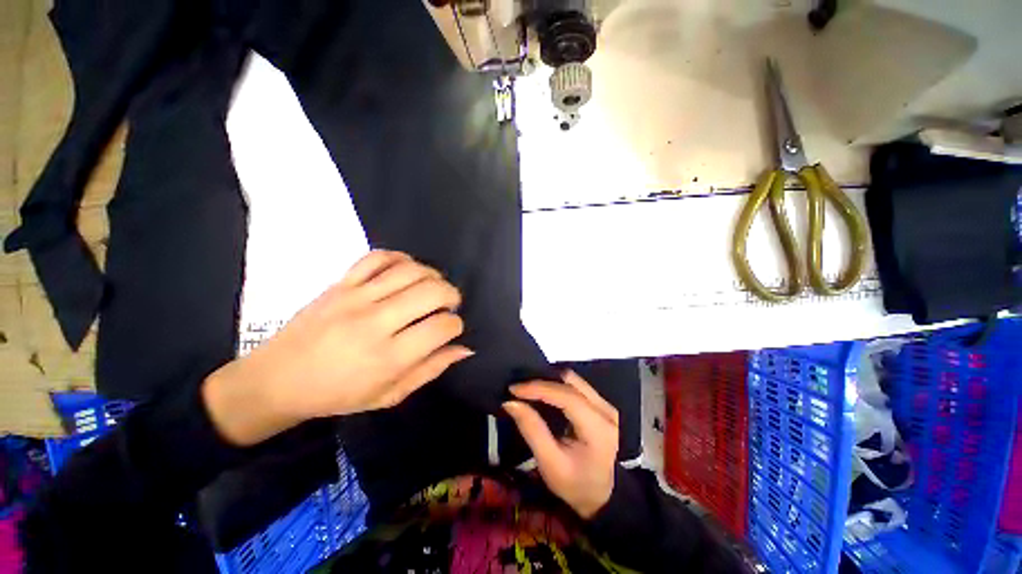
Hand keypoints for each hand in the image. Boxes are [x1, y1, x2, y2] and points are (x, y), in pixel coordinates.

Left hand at [204, 250, 472, 445]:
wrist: (277, 380)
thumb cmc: (338, 395)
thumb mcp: (390, 395)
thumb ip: (430, 370)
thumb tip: (464, 348)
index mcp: (388, 358)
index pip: (441, 327)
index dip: (456, 325)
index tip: (451, 329)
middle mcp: (375, 323)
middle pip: (432, 292)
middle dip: (452, 295)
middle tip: (449, 304)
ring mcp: (355, 298)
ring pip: (410, 270)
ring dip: (433, 275)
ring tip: (432, 287)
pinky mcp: (340, 283)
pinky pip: (378, 257)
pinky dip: (401, 258)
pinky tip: (407, 270)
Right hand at [503, 371, 618, 518]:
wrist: (607, 497)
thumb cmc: (577, 486)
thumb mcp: (551, 464)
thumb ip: (532, 430)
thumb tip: (511, 402)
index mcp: (598, 428)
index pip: (567, 396)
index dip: (539, 387)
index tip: (514, 389)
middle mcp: (607, 410)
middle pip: (571, 382)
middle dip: (542, 382)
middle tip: (520, 390)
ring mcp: (607, 405)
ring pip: (574, 380)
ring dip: (550, 382)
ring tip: (530, 391)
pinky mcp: (603, 405)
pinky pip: (578, 386)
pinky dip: (558, 386)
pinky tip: (545, 394)